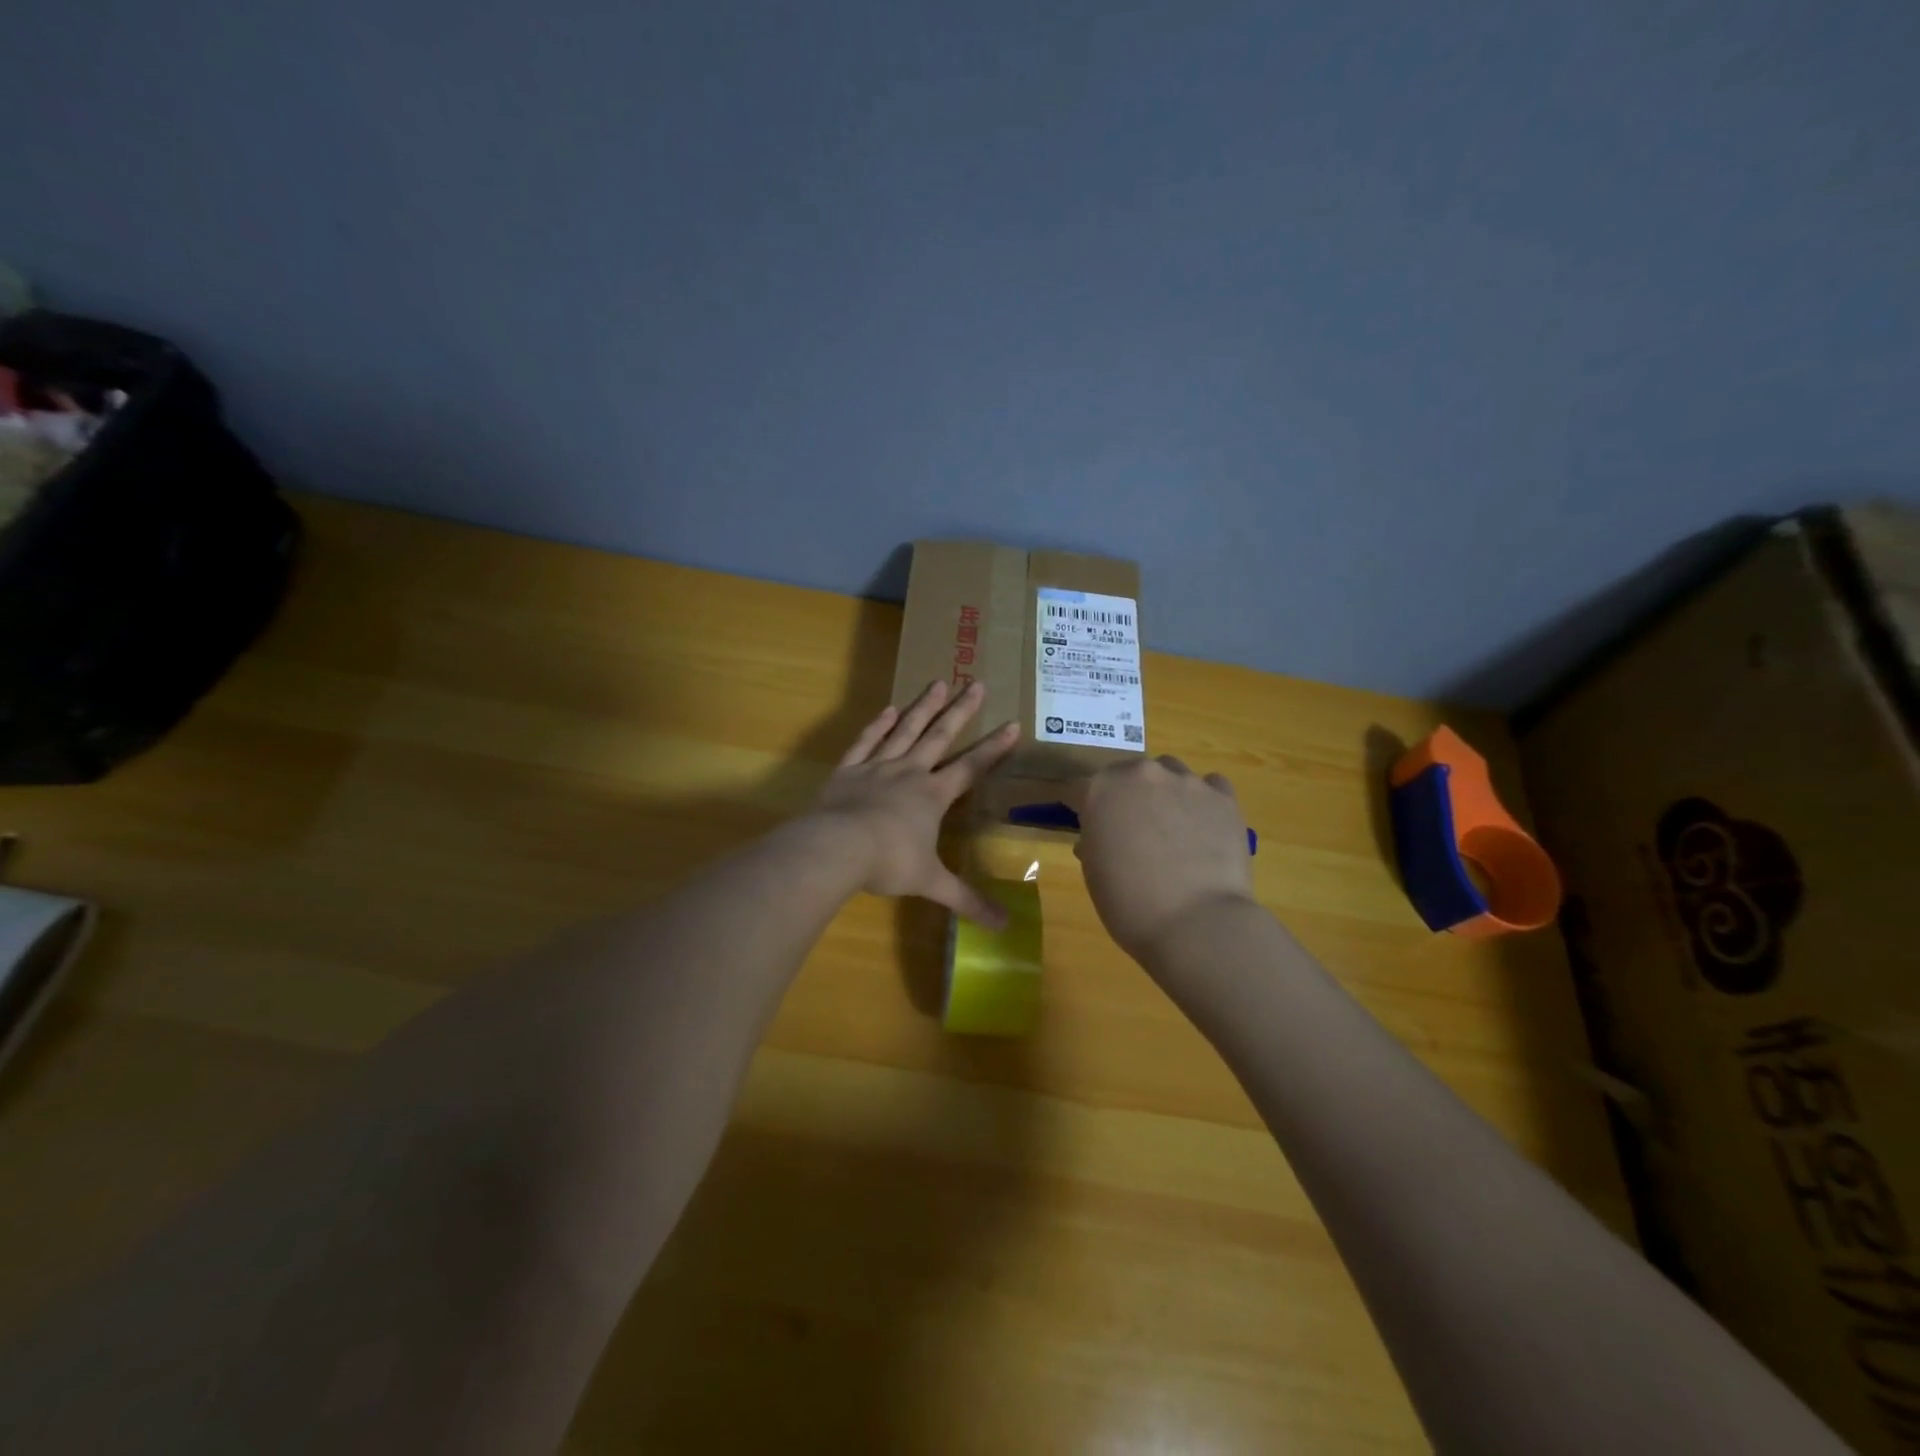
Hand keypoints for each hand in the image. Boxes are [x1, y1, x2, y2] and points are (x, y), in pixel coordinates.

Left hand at [810, 680, 1018, 926]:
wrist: (836, 848)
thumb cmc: (888, 863)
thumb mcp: (931, 883)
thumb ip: (966, 900)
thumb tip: (1005, 926)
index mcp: (933, 796)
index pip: (971, 767)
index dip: (994, 748)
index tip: (1013, 724)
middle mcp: (910, 773)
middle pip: (940, 736)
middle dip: (960, 711)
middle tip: (975, 682)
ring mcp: (878, 767)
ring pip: (905, 730)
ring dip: (923, 707)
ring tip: (938, 682)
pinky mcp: (848, 770)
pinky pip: (867, 741)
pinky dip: (878, 725)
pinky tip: (889, 709)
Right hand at [1067, 755, 1256, 963]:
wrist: (1197, 924)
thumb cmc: (1130, 904)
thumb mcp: (1095, 874)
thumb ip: (1094, 842)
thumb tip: (1100, 837)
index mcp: (1100, 790)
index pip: (1079, 789)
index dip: (1080, 807)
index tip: (1084, 824)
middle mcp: (1142, 773)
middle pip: (1127, 773)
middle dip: (1125, 795)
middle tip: (1131, 829)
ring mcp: (1187, 782)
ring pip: (1170, 773)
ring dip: (1165, 792)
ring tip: (1172, 826)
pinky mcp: (1223, 797)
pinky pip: (1210, 786)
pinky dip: (1204, 800)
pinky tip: (1204, 826)